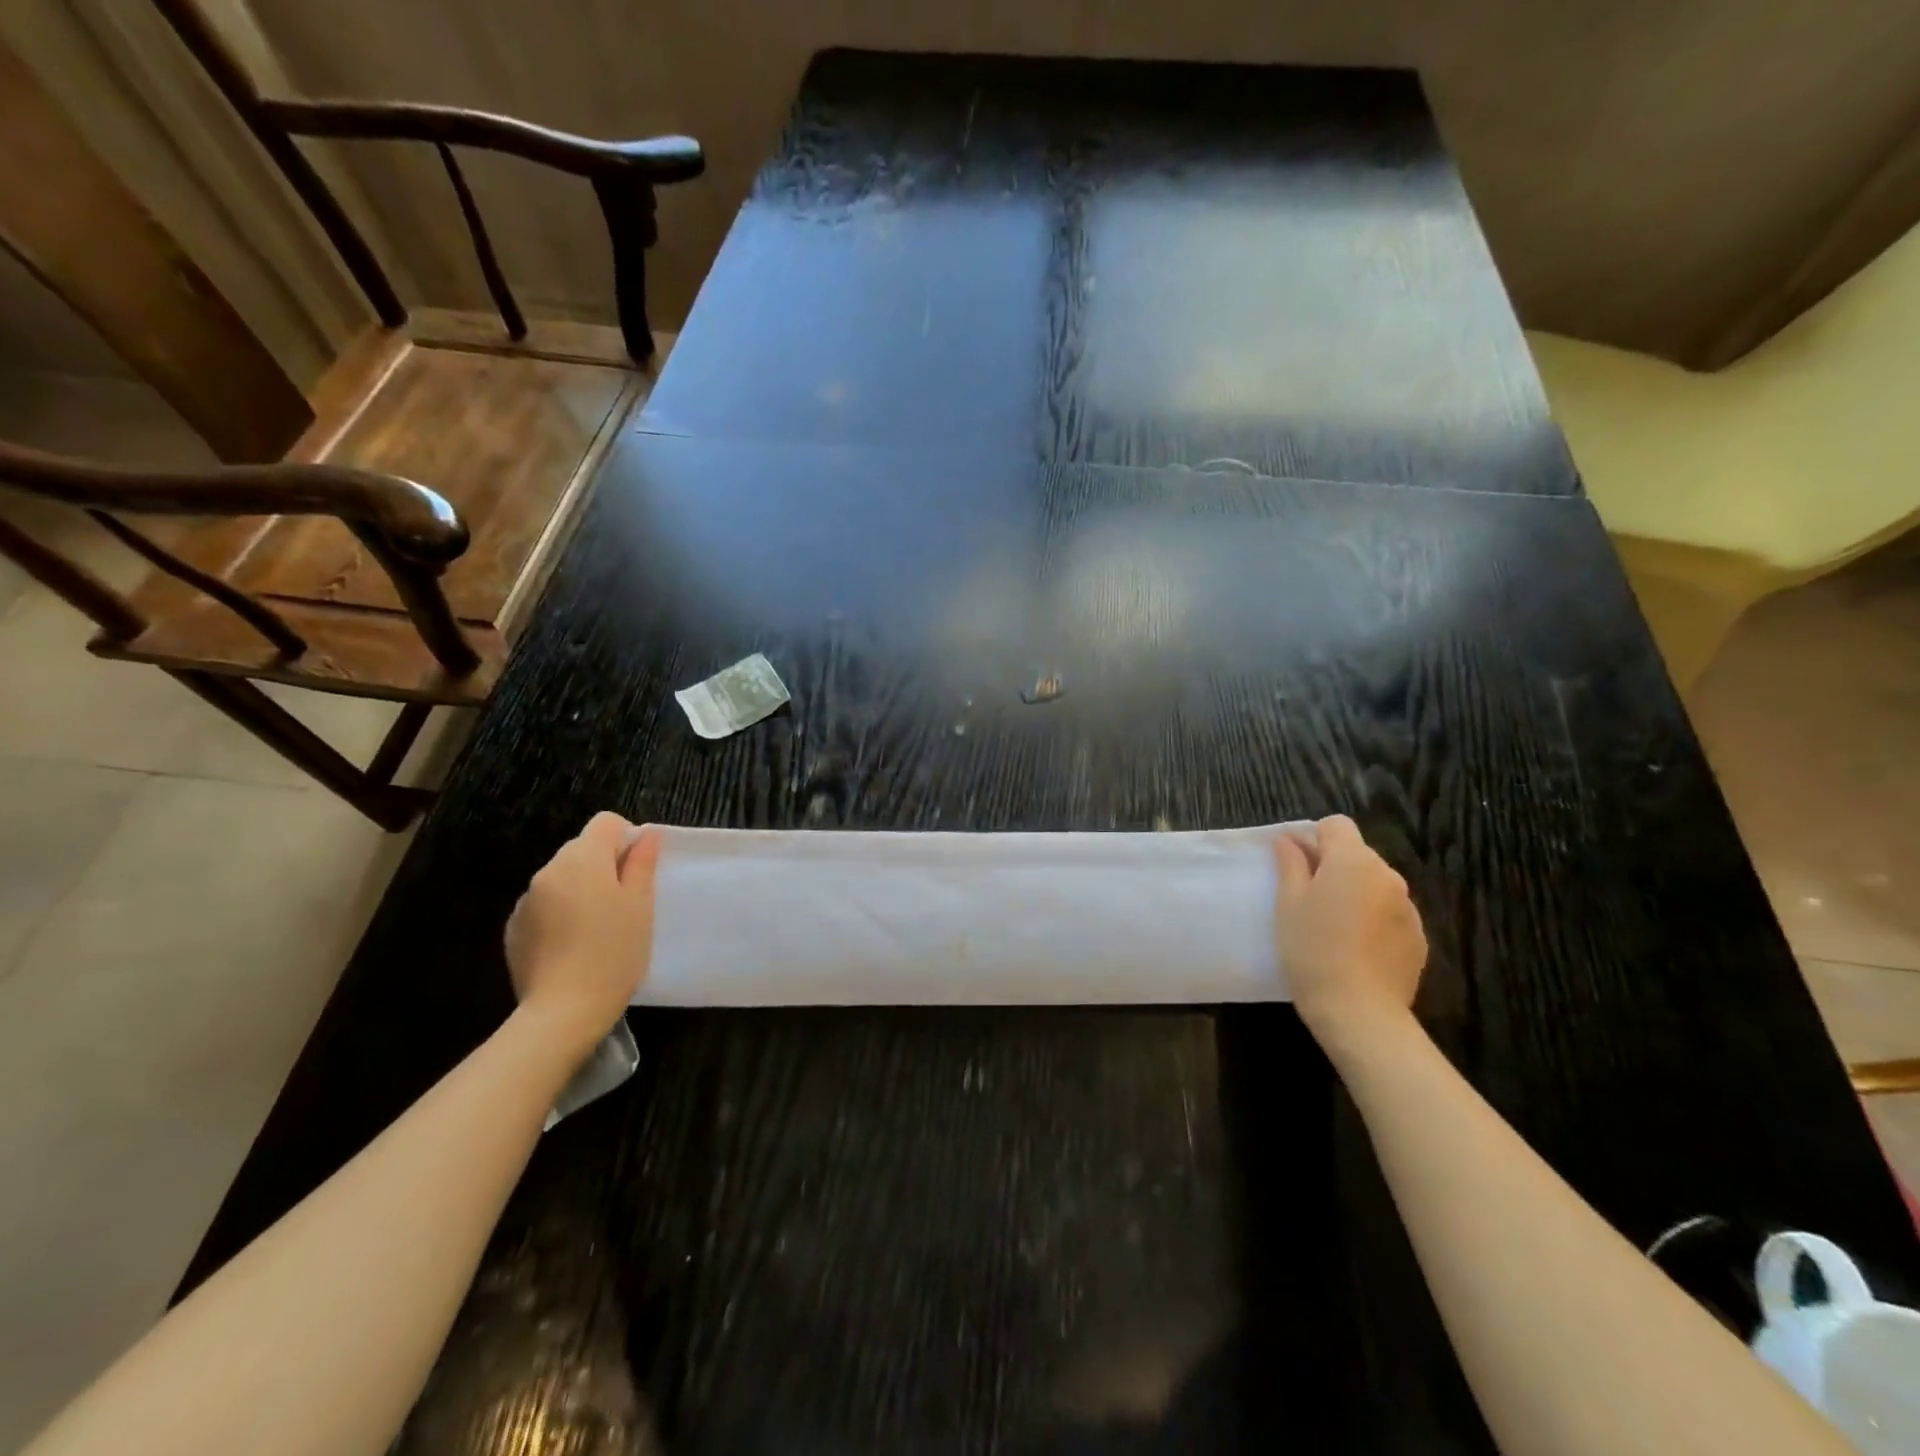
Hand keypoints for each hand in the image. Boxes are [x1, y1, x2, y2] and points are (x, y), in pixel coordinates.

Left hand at [504, 813, 661, 1055]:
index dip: (628, 840)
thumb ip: (641, 864)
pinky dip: (561, 915)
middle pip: (583, 850)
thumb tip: (645, 835)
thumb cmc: (613, 952)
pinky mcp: (514, 929)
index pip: (607, 823)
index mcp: (582, 859)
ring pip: (563, 879)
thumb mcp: (640, 905)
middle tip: (624, 906)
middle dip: (605, 867)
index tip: (638, 874)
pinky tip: (573, 947)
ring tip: (598, 930)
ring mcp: (526, 900)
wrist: (562, 1012)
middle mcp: (548, 871)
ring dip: (582, 891)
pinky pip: (545, 906)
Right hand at [1273, 815, 1426, 1044]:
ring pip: (1375, 885)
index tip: (1295, 865)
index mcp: (1353, 861)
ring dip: (1354, 892)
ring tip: (1333, 926)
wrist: (1360, 1012)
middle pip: (1357, 854)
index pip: (1336, 825)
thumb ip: (1291, 865)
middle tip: (1308, 898)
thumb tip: (1290, 840)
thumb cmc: (1312, 950)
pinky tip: (1355, 948)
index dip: (1313, 838)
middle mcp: (1388, 876)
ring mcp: (1408, 908)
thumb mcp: (1288, 904)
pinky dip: (1372, 919)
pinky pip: (1389, 913)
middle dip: (1333, 866)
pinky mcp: (1418, 938)